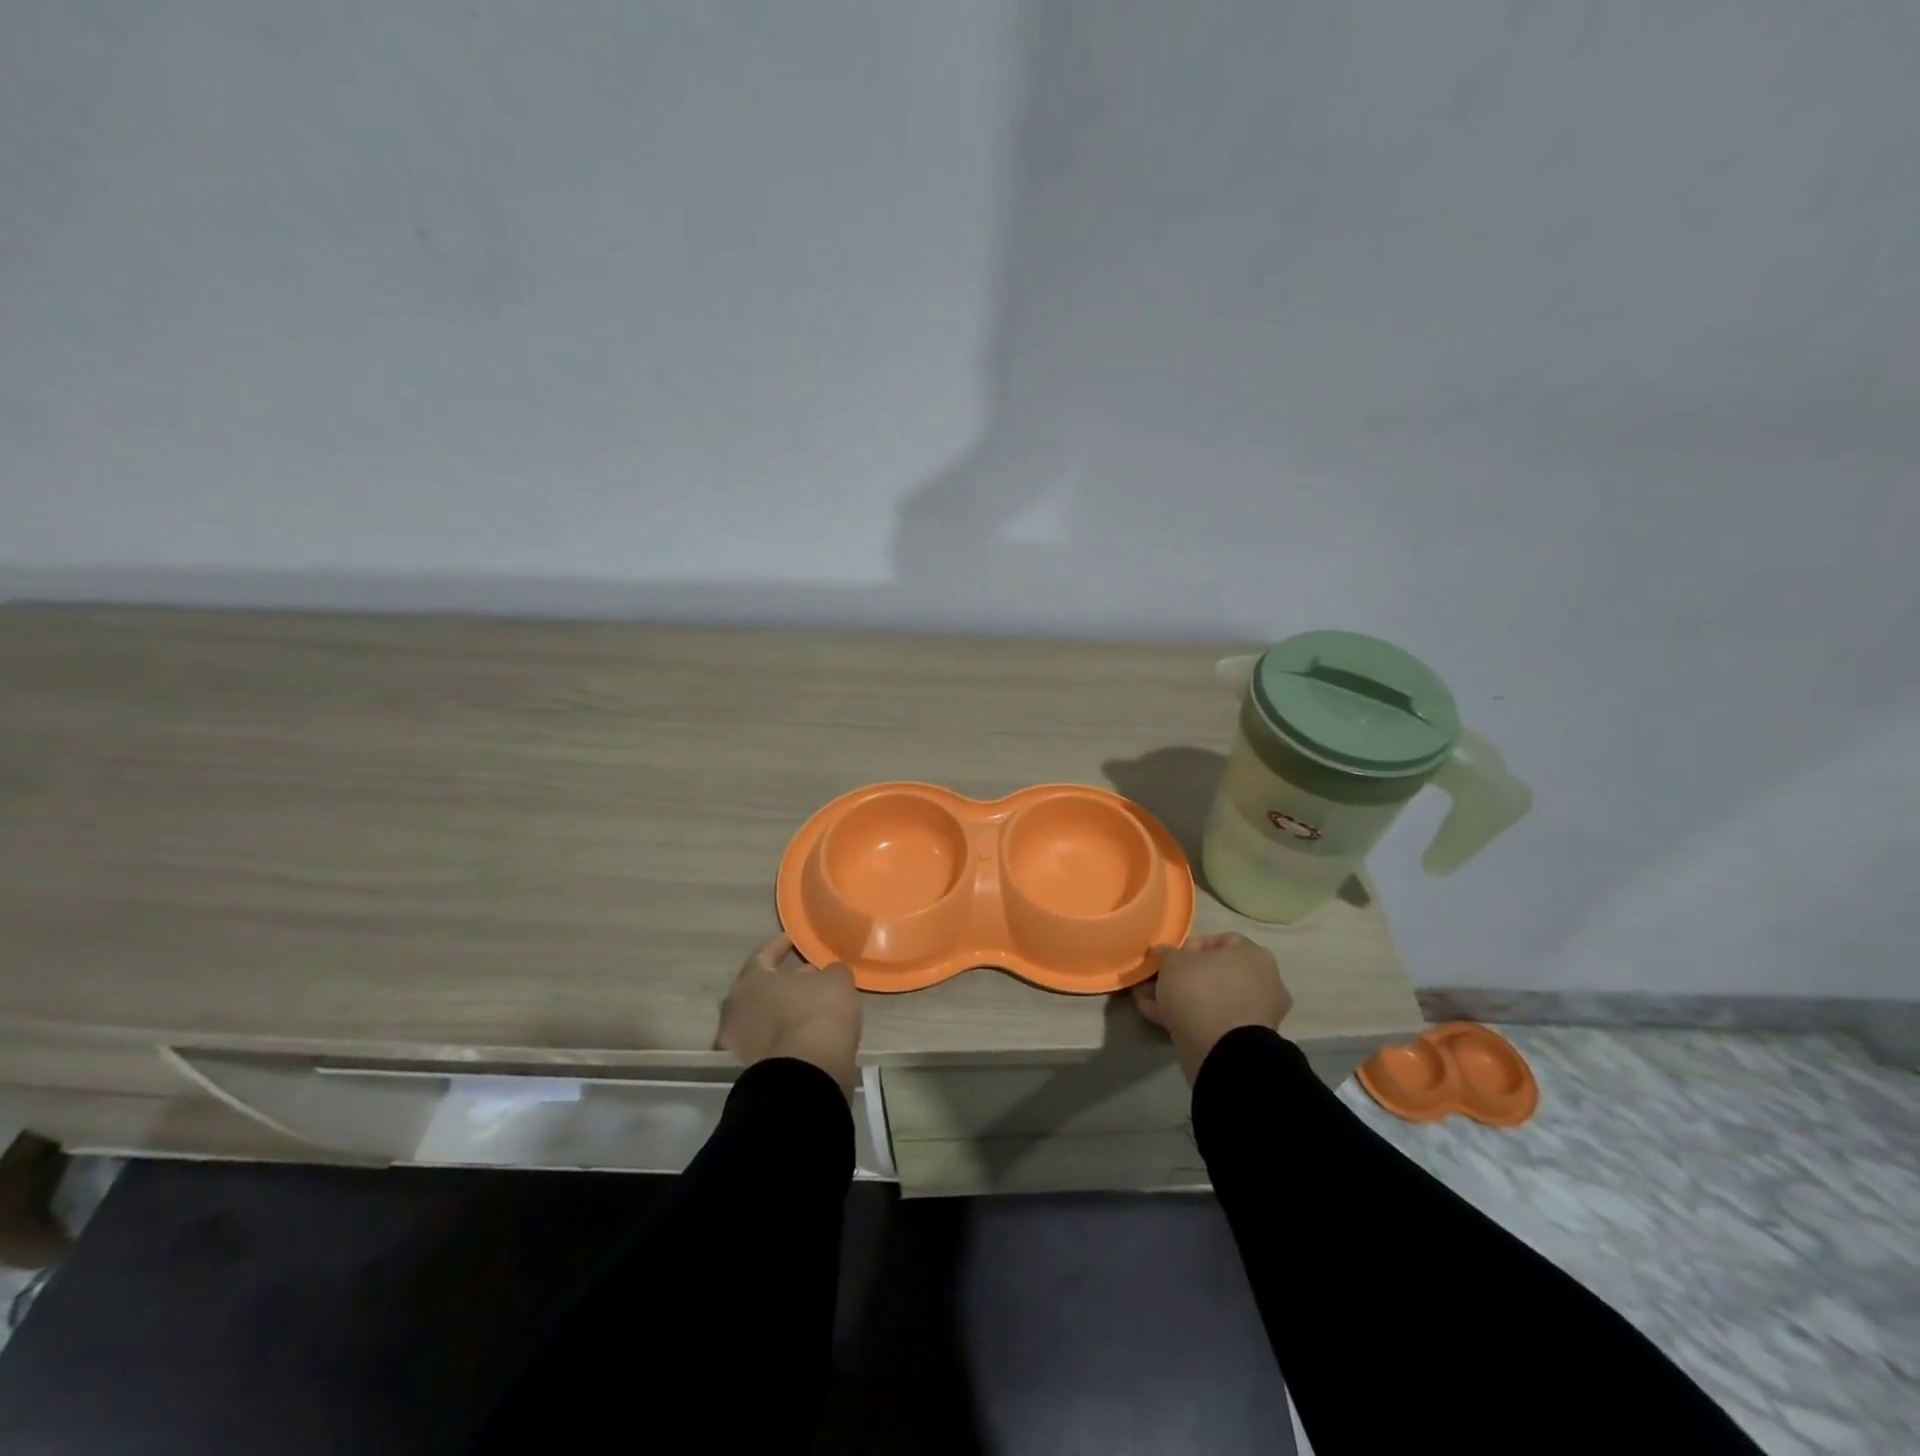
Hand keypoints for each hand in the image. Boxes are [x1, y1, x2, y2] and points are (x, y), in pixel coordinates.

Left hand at [717, 934, 861, 1093]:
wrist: (808, 1075)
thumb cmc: (818, 1013)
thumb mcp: (836, 980)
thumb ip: (829, 971)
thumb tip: (826, 974)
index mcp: (750, 981)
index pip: (763, 954)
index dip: (781, 945)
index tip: (794, 939)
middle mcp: (737, 1009)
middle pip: (760, 987)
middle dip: (782, 980)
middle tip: (806, 973)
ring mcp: (742, 1042)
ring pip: (765, 1015)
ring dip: (784, 1007)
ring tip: (812, 1002)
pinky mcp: (754, 1067)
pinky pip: (772, 1038)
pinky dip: (787, 1030)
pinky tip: (810, 1027)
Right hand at [1133, 931, 1292, 1083]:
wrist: (1222, 1051)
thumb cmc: (1200, 991)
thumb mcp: (1172, 962)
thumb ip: (1167, 953)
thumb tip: (1165, 954)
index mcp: (1253, 955)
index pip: (1220, 941)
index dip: (1190, 946)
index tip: (1169, 958)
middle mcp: (1263, 981)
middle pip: (1214, 972)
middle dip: (1181, 977)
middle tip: (1156, 982)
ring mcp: (1257, 1013)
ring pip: (1212, 998)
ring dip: (1182, 998)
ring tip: (1150, 1002)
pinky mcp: (1246, 1039)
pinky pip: (1214, 1020)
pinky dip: (1190, 1018)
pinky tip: (1159, 1018)